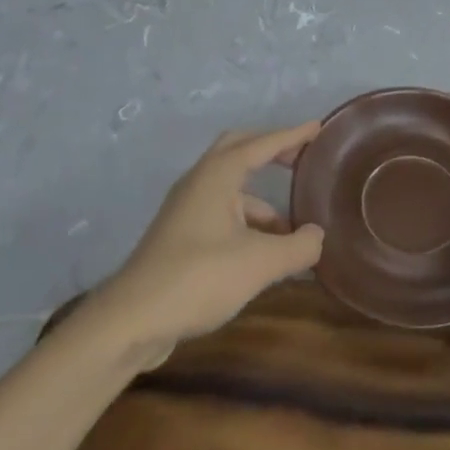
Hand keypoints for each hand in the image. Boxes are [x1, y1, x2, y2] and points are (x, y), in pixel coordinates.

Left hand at [91, 123, 325, 363]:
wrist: (130, 321)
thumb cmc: (198, 278)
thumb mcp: (260, 264)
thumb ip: (298, 247)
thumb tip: (318, 236)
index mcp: (217, 175)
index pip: (262, 143)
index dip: (292, 135)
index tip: (318, 128)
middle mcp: (199, 182)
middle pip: (238, 150)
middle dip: (271, 150)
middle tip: (301, 157)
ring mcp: (185, 209)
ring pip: (230, 187)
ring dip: (261, 197)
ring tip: (291, 226)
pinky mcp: (179, 236)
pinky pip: (221, 213)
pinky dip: (246, 221)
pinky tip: (263, 251)